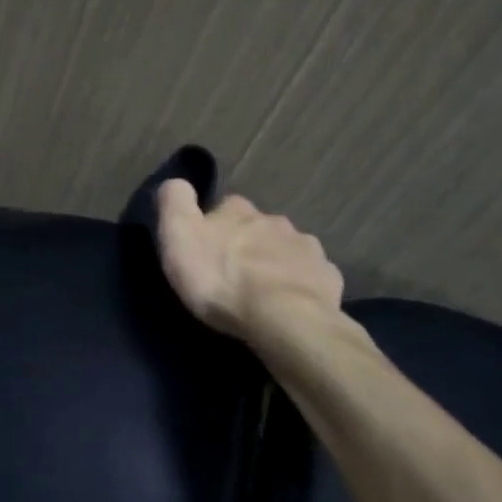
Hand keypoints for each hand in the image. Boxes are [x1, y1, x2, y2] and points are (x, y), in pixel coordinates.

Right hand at [156, 181, 343, 347]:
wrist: (283, 319)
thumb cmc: (221, 279)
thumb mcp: (178, 236)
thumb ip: (175, 202)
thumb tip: (178, 182)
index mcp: (239, 210)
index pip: (223, 207)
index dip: (212, 226)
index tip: (204, 248)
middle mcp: (275, 221)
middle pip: (256, 228)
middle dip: (246, 244)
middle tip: (230, 273)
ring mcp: (306, 248)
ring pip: (284, 250)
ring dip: (272, 263)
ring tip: (259, 291)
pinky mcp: (326, 277)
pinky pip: (309, 275)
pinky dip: (297, 284)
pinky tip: (287, 304)